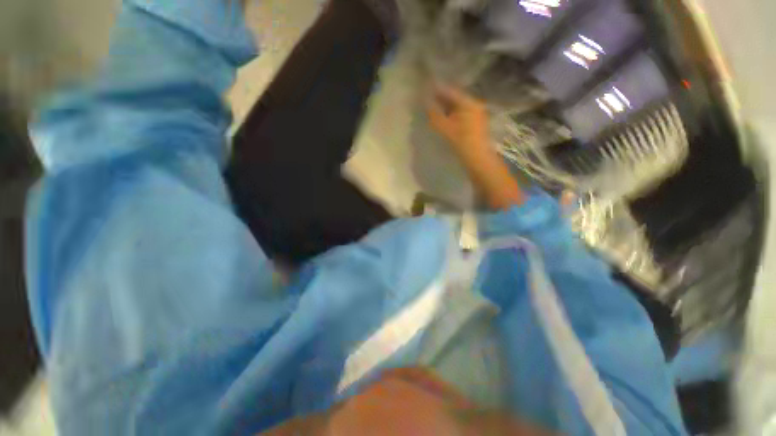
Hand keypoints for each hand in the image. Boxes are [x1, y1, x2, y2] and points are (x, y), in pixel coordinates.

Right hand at [427, 84, 489, 156]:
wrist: (478, 158)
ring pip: (457, 106)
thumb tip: (425, 103)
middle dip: (441, 98)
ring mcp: (475, 113)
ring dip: (445, 106)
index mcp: (468, 103)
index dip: (437, 89)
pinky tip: (442, 116)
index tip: (425, 87)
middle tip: (427, 97)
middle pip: (454, 98)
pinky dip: (450, 113)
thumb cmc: (462, 142)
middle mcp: (473, 104)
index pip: (450, 91)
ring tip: (432, 106)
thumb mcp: (446, 129)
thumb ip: (434, 115)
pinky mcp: (474, 122)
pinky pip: (459, 113)